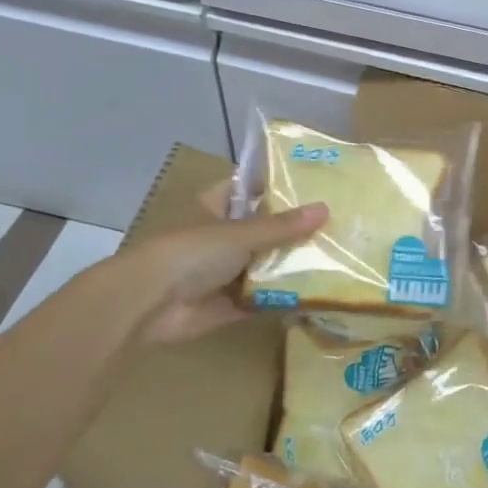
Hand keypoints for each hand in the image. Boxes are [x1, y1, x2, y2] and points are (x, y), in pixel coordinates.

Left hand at [100, 182, 327, 346]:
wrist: (149, 305)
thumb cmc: (191, 253)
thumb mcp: (241, 233)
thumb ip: (282, 226)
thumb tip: (325, 208)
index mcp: (215, 207)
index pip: (249, 188)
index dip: (277, 184)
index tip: (315, 182)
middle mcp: (220, 236)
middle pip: (263, 228)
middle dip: (294, 228)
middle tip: (339, 222)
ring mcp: (224, 272)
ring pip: (265, 263)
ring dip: (293, 263)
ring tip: (339, 256)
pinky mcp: (230, 304)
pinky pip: (264, 297)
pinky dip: (286, 296)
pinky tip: (320, 292)